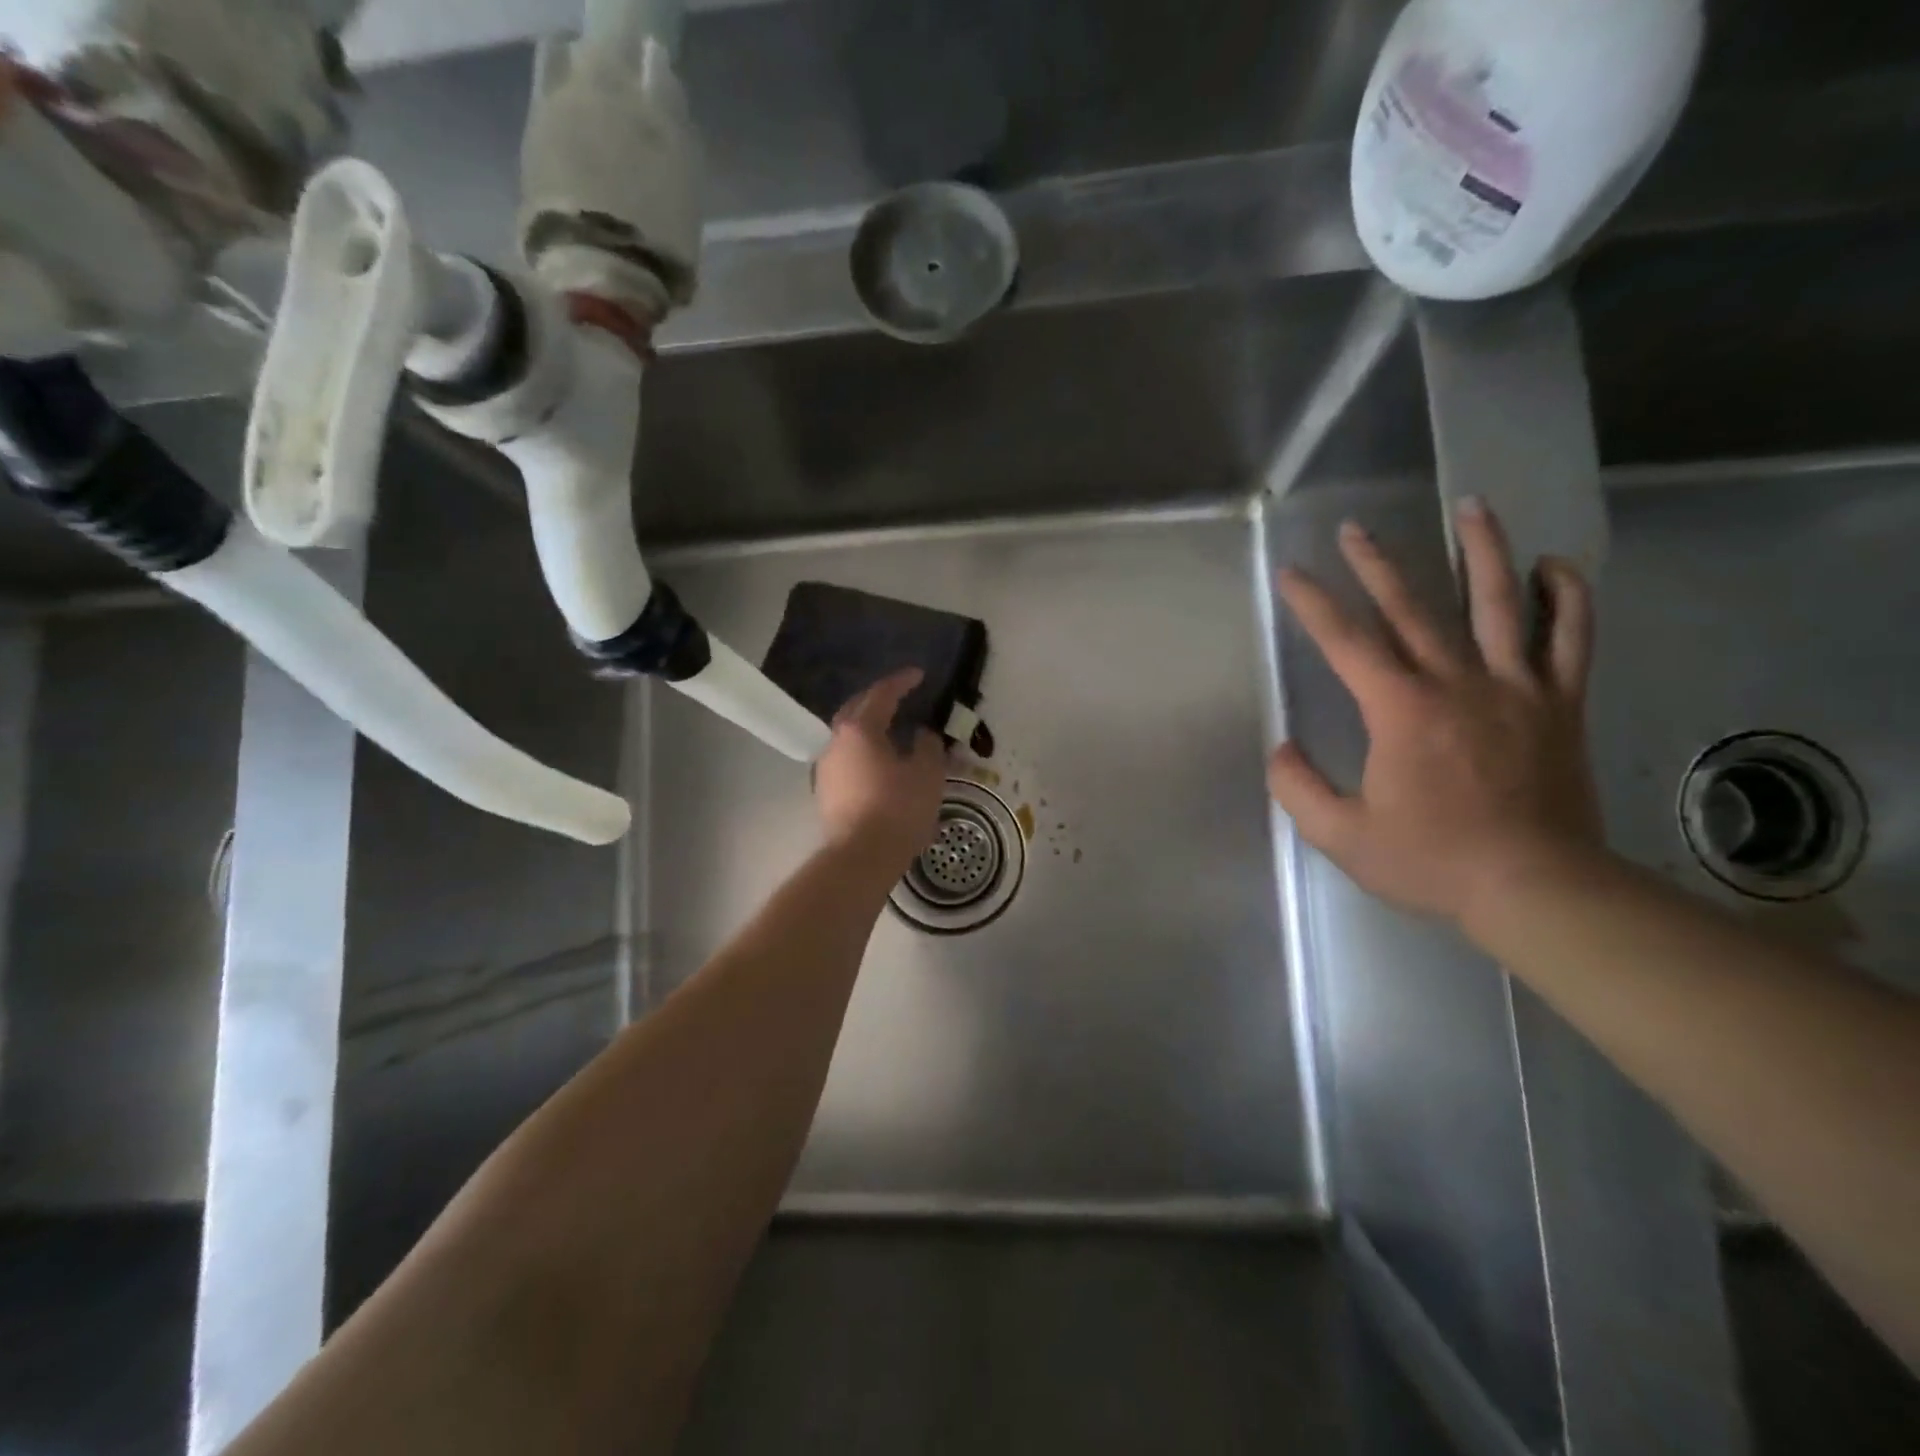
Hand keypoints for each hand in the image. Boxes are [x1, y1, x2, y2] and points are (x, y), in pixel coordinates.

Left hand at [815, 669, 948, 873]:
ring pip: (849, 738)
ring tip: (893, 734)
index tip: (919, 675)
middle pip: (856, 711)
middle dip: (878, 701)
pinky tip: (881, 766)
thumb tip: (923, 735)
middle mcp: (836, 742)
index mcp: (860, 729)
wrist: (861, 857)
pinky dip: (865, 754)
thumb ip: (928, 747)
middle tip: (900, 698)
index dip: (902, 682)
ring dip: (870, 730)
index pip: (882, 694)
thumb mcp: (927, 774)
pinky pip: (848, 761)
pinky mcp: (826, 792)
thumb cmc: (898, 809)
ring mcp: (826, 768)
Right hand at [1268, 498, 1603, 925]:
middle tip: (1355, 529)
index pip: (1346, 643)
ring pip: (1500, 603)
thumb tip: (1281, 748)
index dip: (1313, 604)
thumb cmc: (1431, 861)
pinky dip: (1567, 597)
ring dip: (1483, 549)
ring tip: (1471, 505)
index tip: (1291, 573)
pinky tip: (1554, 566)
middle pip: (1412, 608)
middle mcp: (1456, 682)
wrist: (1536, 888)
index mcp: (1400, 710)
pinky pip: (1570, 638)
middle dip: (1377, 564)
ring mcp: (1516, 688)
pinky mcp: (1559, 704)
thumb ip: (1298, 788)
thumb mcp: (1341, 836)